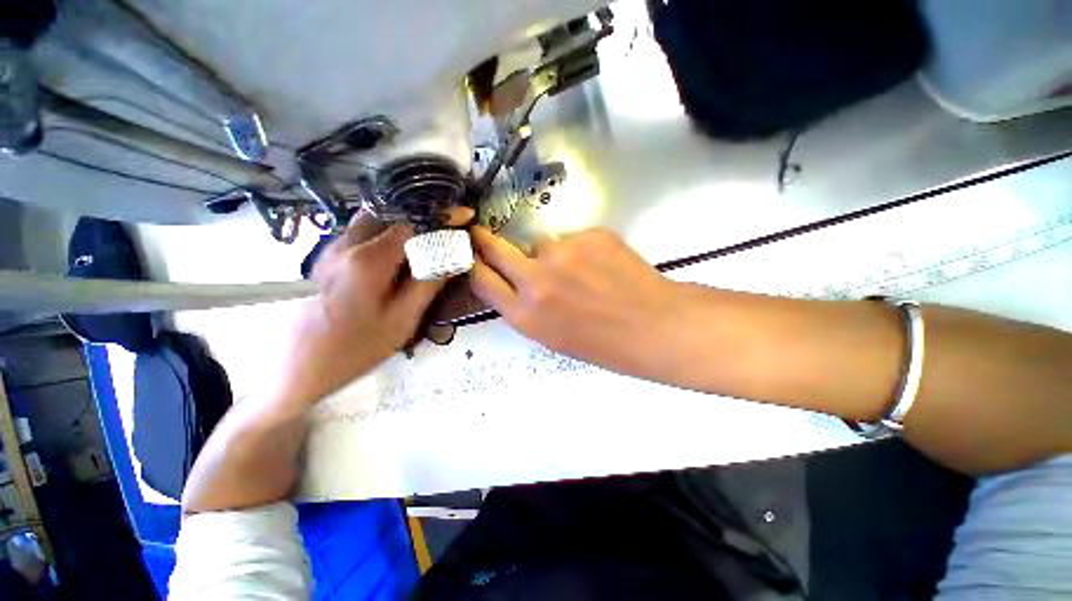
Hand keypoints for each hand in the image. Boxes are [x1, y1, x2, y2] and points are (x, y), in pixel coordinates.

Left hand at [277, 209, 470, 406]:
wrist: (296, 369)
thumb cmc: (355, 349)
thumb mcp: (402, 320)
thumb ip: (428, 284)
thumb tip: (452, 257)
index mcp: (368, 260)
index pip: (412, 224)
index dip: (441, 219)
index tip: (464, 216)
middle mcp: (345, 244)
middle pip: (390, 213)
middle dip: (420, 218)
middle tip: (443, 234)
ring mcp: (329, 248)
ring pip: (372, 221)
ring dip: (401, 226)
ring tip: (423, 245)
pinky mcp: (323, 258)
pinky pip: (359, 234)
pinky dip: (384, 235)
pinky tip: (395, 259)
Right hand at [470, 227, 688, 380]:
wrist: (653, 326)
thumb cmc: (602, 343)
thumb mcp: (551, 335)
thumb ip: (526, 306)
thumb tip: (515, 278)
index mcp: (525, 314)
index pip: (481, 279)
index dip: (474, 264)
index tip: (471, 253)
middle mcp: (535, 280)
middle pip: (495, 248)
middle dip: (485, 239)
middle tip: (482, 233)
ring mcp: (562, 252)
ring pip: (541, 243)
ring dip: (550, 253)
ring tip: (580, 271)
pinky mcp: (589, 235)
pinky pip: (573, 238)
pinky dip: (581, 249)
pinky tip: (601, 266)